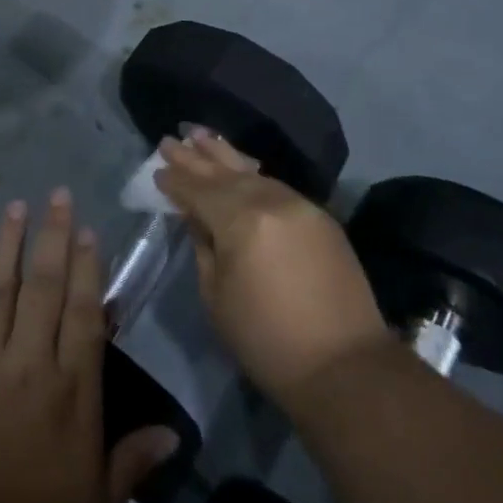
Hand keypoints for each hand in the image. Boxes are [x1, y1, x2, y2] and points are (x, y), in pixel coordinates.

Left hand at [0, 191, 178, 502]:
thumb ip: (129, 463)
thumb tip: (171, 432)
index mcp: (71, 394)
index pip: (83, 315)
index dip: (87, 269)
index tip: (87, 231)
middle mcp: (29, 365)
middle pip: (44, 288)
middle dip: (53, 237)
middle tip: (57, 195)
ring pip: (1, 289)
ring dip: (10, 244)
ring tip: (16, 206)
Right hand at [157, 129, 386, 404]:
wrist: (345, 367)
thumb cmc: (267, 340)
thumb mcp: (217, 297)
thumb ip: (204, 246)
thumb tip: (196, 217)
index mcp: (240, 221)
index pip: (198, 191)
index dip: (176, 181)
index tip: (157, 169)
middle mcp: (270, 201)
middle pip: (224, 173)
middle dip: (195, 157)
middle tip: (170, 140)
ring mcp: (300, 206)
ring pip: (253, 173)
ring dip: (225, 156)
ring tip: (202, 136)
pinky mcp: (321, 218)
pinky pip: (277, 186)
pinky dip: (253, 175)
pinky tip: (242, 169)